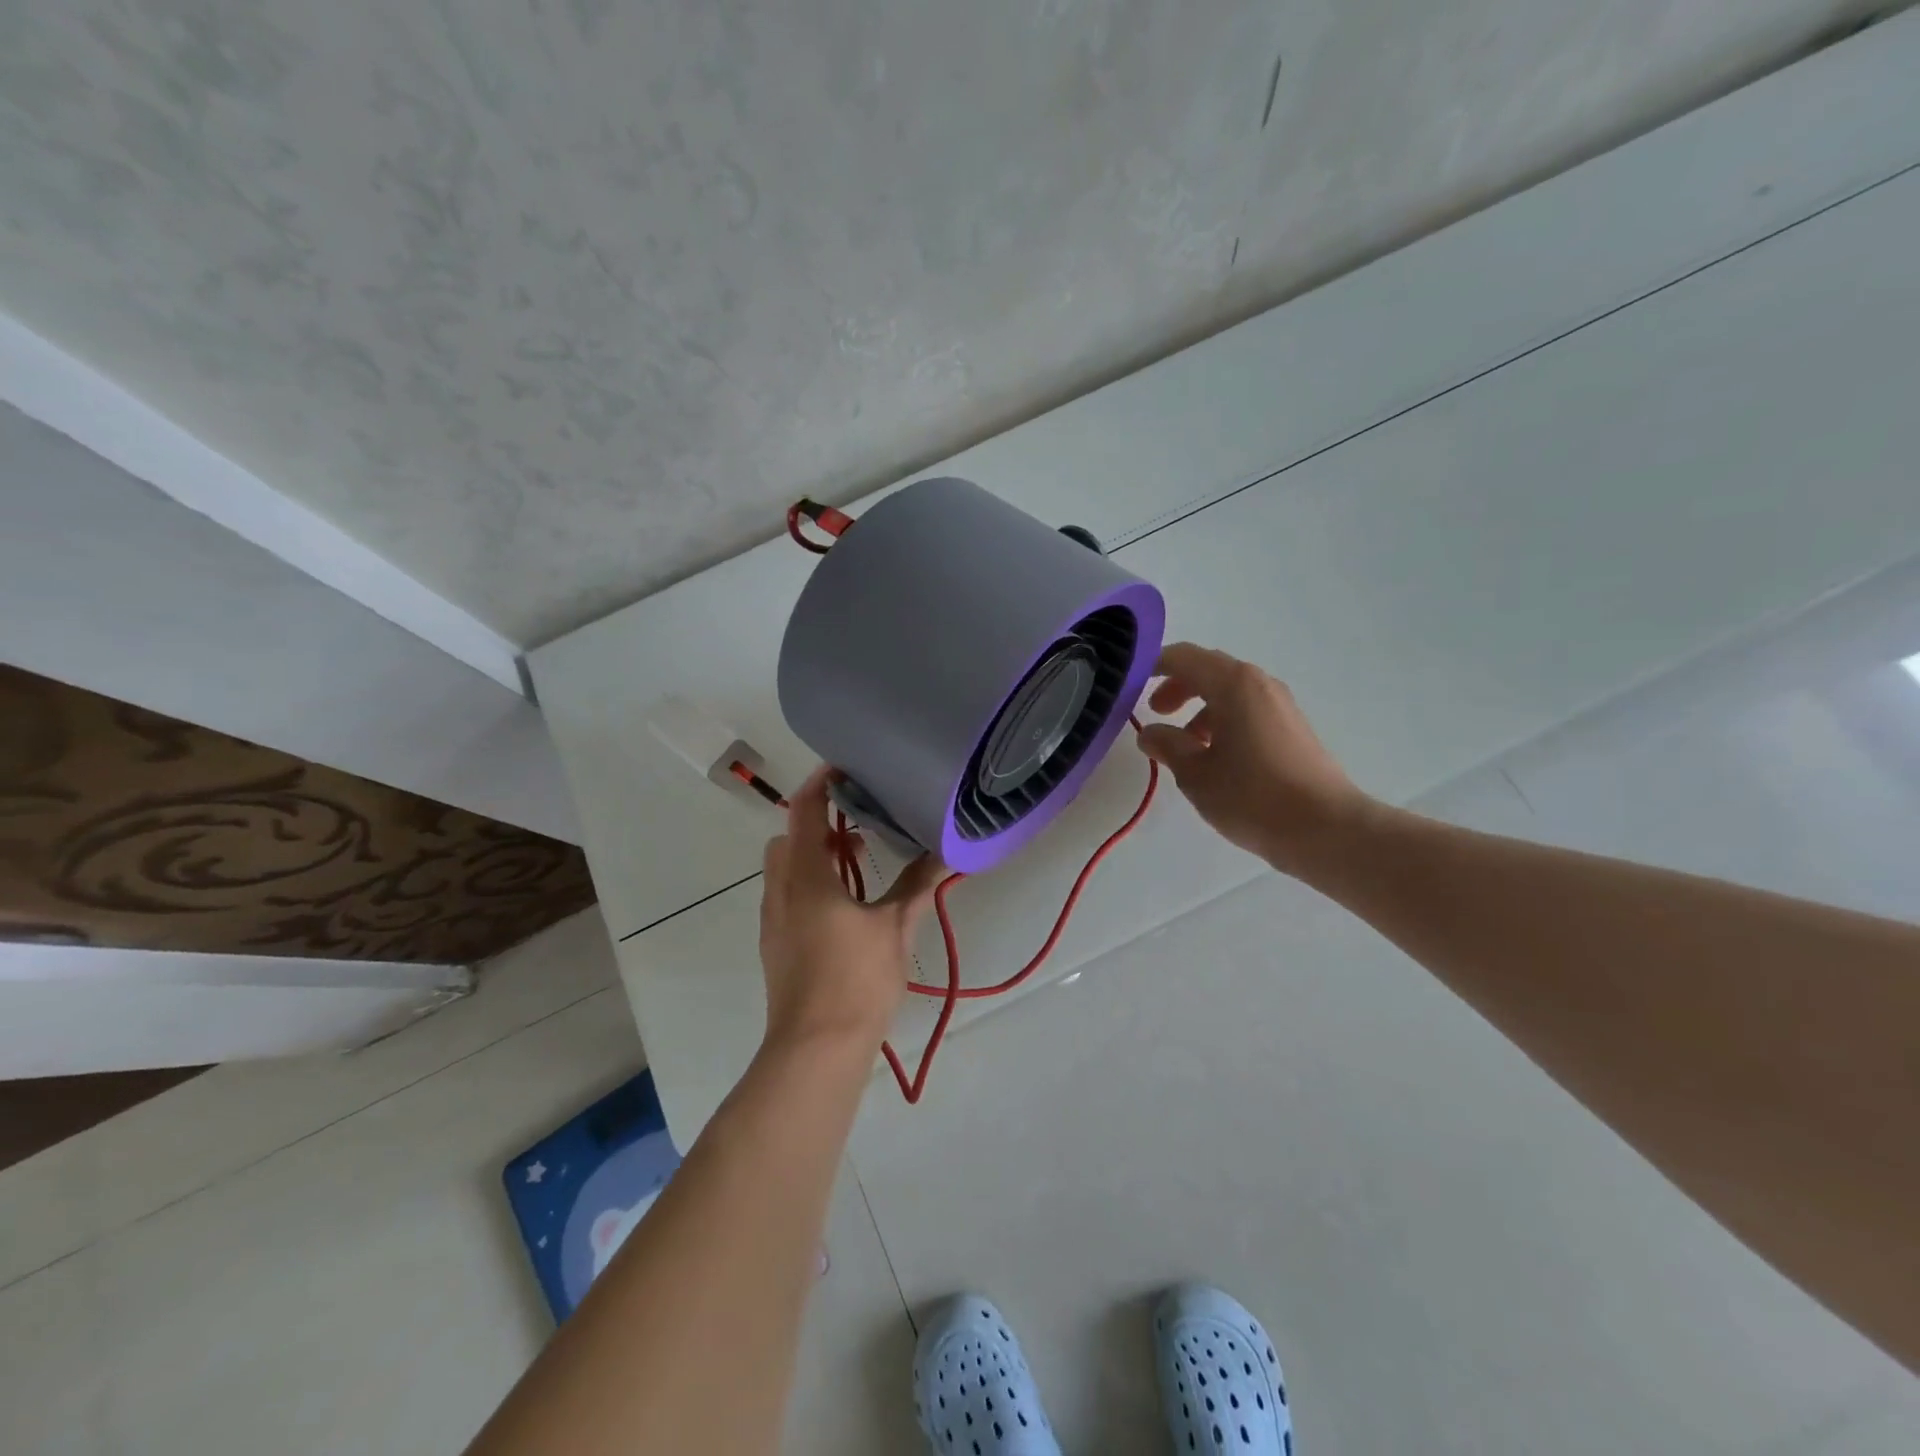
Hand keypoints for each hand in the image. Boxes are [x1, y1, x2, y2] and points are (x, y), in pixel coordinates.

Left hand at [758, 767, 943, 1049]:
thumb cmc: (856, 979)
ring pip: (783, 870)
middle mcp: (780, 890)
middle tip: (855, 826)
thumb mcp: (894, 927)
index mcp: (806, 876)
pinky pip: (785, 896)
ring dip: (811, 856)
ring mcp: (773, 920)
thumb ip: (916, 885)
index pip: (803, 811)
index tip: (842, 767)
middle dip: (815, 824)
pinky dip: (807, 884)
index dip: (819, 784)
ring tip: (854, 866)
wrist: (815, 1049)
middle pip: (787, 838)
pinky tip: (842, 908)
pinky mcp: (774, 945)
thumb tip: (947, 853)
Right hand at [1138, 642, 1378, 877]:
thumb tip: (1150, 733)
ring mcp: (1280, 706)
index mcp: (1233, 685)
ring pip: (1229, 692)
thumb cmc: (1252, 796)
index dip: (1155, 666)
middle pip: (1209, 670)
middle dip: (1178, 687)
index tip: (1133, 683)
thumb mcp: (1195, 774)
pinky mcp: (1292, 729)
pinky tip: (1215, 758)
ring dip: (1200, 708)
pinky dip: (1223, 721)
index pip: (1185, 657)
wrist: (1325, 829)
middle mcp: (1259, 685)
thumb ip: (1167, 746)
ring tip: (1184, 744)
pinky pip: (1247, 711)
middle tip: (1157, 712)